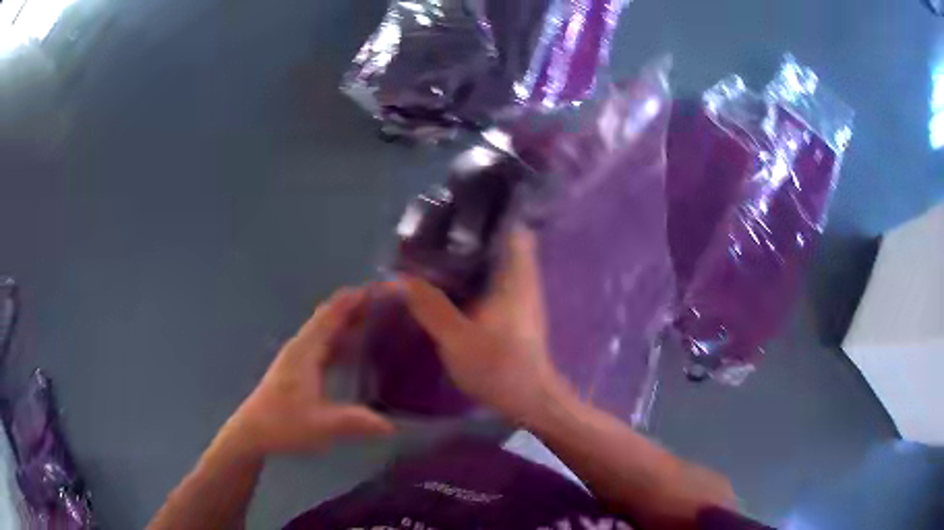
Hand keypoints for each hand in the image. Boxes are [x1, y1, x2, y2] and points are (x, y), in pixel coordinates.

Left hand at [223, 287, 393, 456]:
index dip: (353, 299)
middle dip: (356, 307)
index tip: (380, 288)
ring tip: (380, 321)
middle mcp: (301, 347)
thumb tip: (392, 425)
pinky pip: (324, 344)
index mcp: (305, 352)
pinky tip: (358, 351)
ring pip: (326, 330)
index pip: (330, 315)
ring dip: (349, 322)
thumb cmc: (283, 424)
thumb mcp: (321, 425)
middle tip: (389, 304)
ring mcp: (298, 356)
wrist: (252, 431)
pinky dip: (342, 339)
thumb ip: (355, 422)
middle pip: (329, 317)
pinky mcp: (299, 367)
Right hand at [399, 228, 570, 423]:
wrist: (529, 401)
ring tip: (434, 255)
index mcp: (515, 277)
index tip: (457, 211)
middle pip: (501, 243)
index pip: (514, 229)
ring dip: (470, 257)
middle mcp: (521, 280)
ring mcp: (519, 297)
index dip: (490, 215)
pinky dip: (472, 278)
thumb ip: (430, 306)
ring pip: (495, 264)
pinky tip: (447, 287)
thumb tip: (402, 278)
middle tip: (435, 234)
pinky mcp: (513, 313)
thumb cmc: (499, 368)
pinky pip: (491, 283)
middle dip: (470, 235)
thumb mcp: (457, 338)